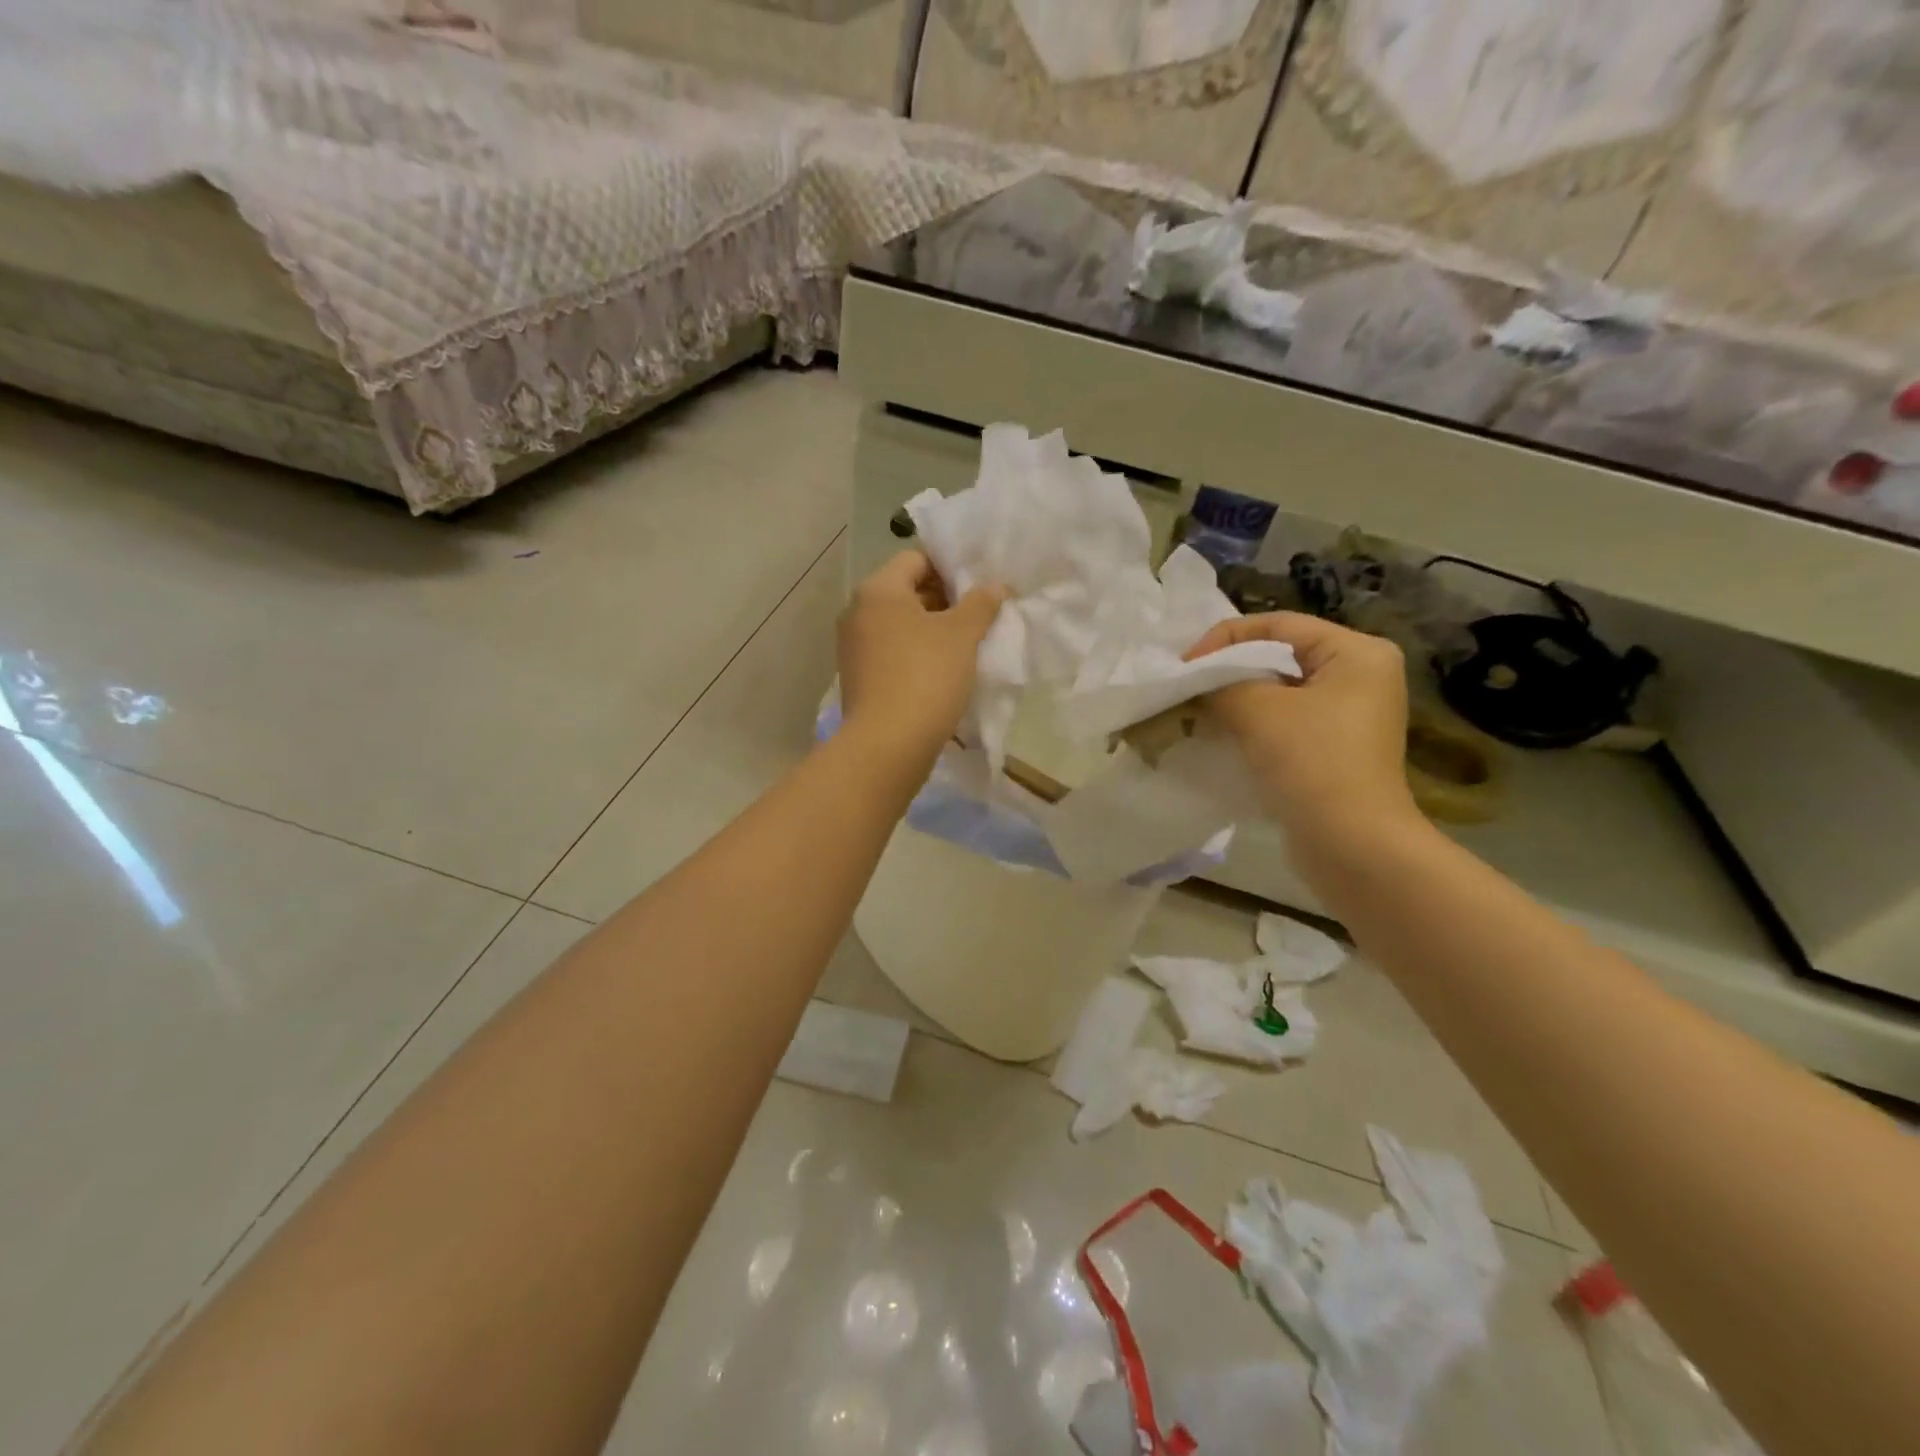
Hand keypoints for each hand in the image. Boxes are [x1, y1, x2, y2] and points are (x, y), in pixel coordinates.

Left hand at [838, 551, 1005, 760]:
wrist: (888, 744)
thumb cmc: (926, 676)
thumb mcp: (962, 635)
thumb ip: (981, 603)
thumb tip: (996, 585)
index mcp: (878, 590)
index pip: (916, 559)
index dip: (950, 568)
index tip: (978, 588)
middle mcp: (857, 612)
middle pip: (906, 592)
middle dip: (943, 601)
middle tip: (978, 616)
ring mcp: (853, 647)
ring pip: (899, 625)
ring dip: (931, 630)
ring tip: (965, 646)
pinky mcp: (857, 678)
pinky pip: (891, 653)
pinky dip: (915, 654)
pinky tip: (942, 672)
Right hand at [1186, 612, 1421, 852]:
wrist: (1351, 845)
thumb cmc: (1312, 762)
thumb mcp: (1257, 710)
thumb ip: (1219, 683)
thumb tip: (1194, 682)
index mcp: (1357, 653)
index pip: (1278, 625)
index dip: (1225, 639)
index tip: (1184, 664)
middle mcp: (1360, 677)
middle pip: (1279, 656)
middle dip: (1228, 669)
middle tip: (1186, 685)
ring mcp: (1349, 717)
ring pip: (1278, 692)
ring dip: (1235, 698)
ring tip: (1195, 710)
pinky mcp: (1333, 750)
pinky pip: (1284, 722)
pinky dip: (1250, 724)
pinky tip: (1218, 735)